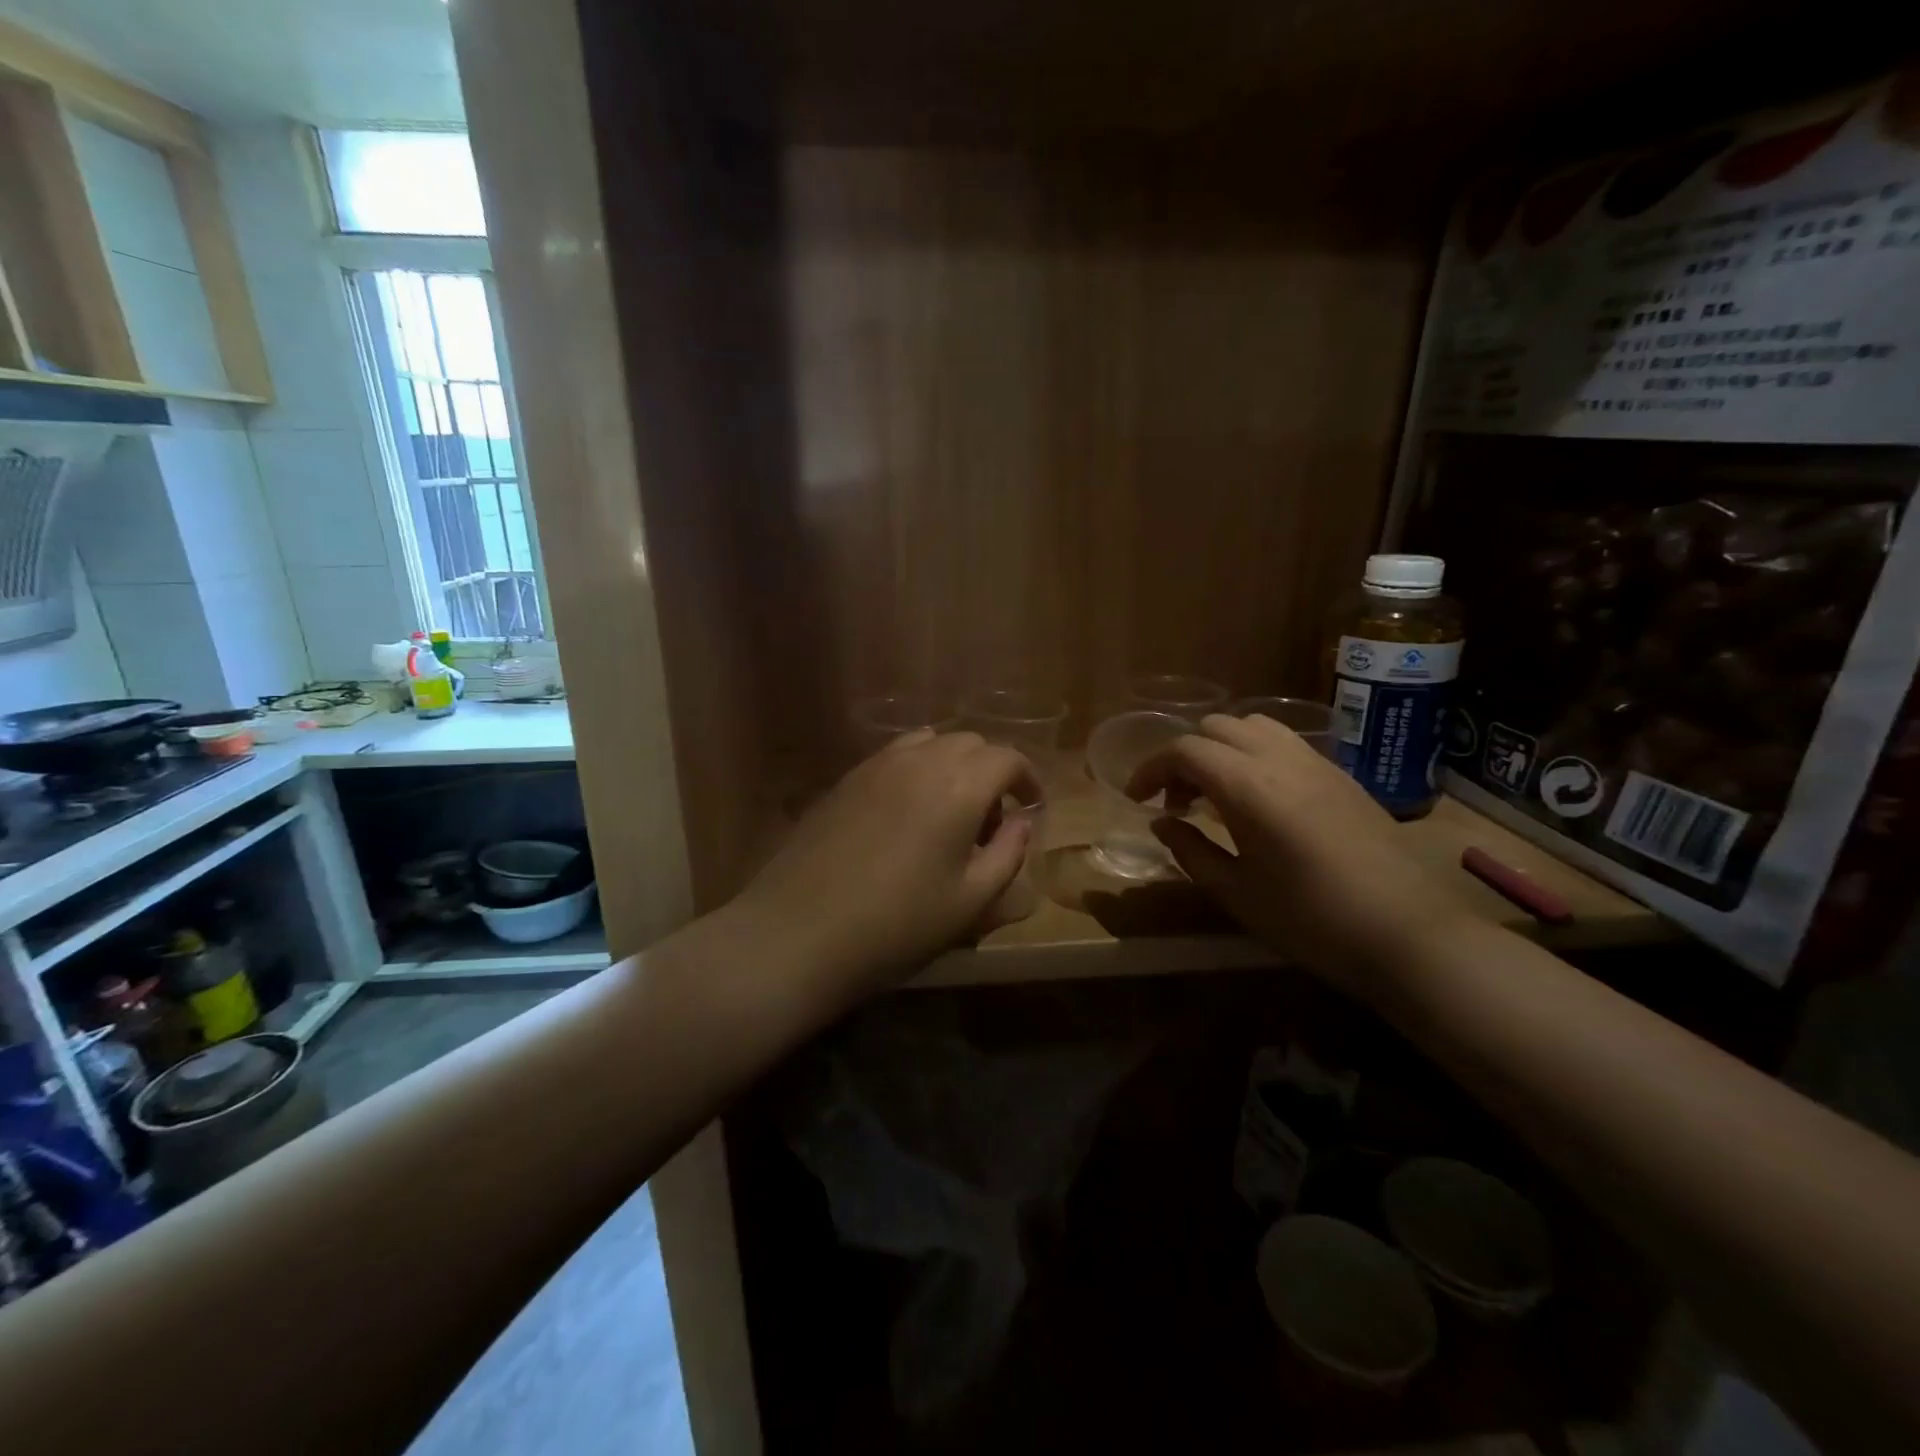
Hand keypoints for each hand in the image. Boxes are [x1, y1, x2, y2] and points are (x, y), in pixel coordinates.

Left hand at [729, 730, 1040, 1002]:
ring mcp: (877, 765)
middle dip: (991, 772)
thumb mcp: (970, 900)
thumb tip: (1020, 822)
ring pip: (930, 743)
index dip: (1028, 779)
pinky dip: (917, 769)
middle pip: (970, 743)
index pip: (1007, 758)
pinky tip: (907, 814)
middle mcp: (920, 761)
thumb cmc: (897, 925)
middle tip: (991, 821)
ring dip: (952, 766)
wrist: (800, 932)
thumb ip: (1007, 853)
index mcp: (959, 786)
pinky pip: (895, 756)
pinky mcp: (846, 778)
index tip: (1031, 809)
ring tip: (949, 811)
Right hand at [1127, 714, 1463, 990]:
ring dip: (1221, 749)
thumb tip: (1162, 822)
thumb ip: (1191, 850)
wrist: (1408, 935)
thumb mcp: (1237, 892)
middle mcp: (1280, 760)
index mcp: (1248, 787)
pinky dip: (1254, 755)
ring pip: (1253, 726)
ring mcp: (1316, 763)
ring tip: (1216, 794)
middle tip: (1176, 802)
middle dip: (1184, 757)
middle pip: (1216, 728)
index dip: (1151, 770)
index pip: (1184, 751)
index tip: (1137, 800)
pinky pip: (1285, 743)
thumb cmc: (1311, 921)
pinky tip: (1259, 800)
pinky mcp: (1341, 776)